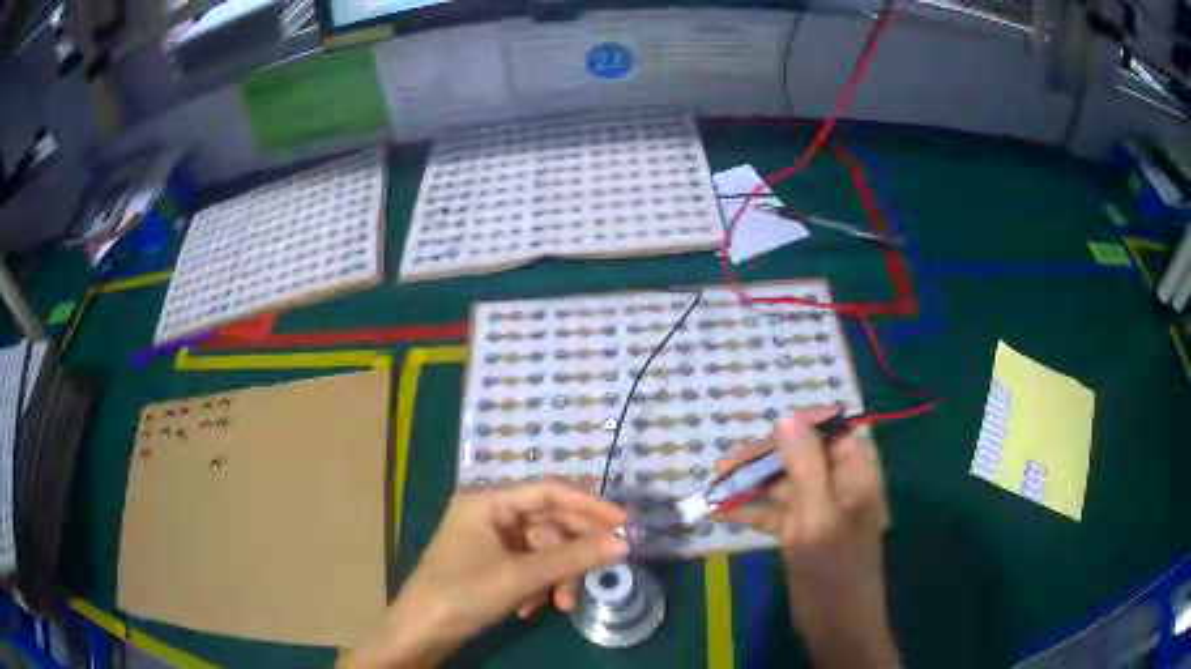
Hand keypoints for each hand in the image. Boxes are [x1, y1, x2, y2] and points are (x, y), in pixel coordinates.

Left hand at [343, 483, 629, 667]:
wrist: (421, 632)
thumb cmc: (464, 593)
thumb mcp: (522, 576)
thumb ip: (573, 557)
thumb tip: (622, 543)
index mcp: (488, 501)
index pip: (549, 492)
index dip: (590, 506)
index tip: (625, 524)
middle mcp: (489, 515)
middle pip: (548, 524)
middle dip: (573, 553)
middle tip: (602, 571)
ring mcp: (488, 541)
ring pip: (541, 551)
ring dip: (556, 577)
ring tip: (562, 605)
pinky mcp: (489, 565)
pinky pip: (527, 567)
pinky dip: (537, 586)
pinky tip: (532, 608)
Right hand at [713, 407, 899, 667]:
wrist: (835, 625)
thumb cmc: (833, 570)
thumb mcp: (818, 516)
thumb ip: (804, 467)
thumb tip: (787, 419)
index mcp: (856, 476)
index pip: (835, 431)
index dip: (805, 424)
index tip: (768, 428)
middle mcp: (839, 487)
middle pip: (804, 456)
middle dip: (767, 457)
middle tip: (727, 464)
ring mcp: (819, 511)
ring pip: (786, 484)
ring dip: (753, 483)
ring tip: (716, 483)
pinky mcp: (802, 533)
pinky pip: (776, 512)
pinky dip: (751, 510)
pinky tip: (721, 511)